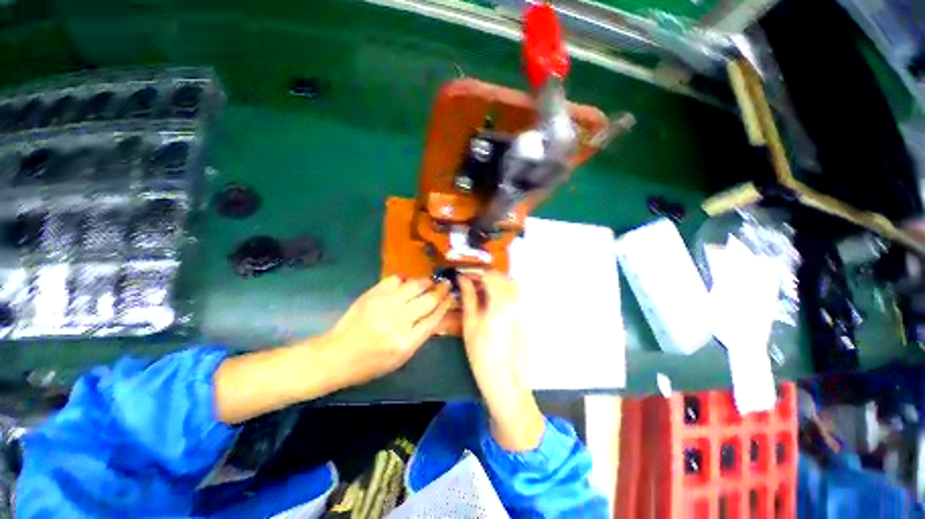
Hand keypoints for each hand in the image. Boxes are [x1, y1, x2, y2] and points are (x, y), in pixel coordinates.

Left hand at [215, 277, 450, 424]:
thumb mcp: (402, 356)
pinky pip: (395, 279)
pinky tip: (405, 285)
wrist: (337, 355)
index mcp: (407, 342)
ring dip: (425, 282)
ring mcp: (384, 305)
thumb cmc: (371, 363)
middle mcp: (398, 321)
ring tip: (429, 282)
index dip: (446, 303)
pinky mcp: (372, 294)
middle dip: (440, 289)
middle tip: (446, 284)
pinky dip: (404, 280)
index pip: (434, 317)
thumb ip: (421, 334)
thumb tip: (438, 312)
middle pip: (428, 298)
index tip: (452, 295)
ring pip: (414, 285)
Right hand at [459, 271, 543, 450]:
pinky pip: (514, 295)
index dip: (475, 272)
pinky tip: (490, 302)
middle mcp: (516, 300)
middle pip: (502, 277)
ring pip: (510, 284)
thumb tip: (463, 279)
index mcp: (501, 301)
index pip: (490, 275)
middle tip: (469, 283)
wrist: (505, 380)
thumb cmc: (482, 353)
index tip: (462, 275)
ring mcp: (522, 308)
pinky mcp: (523, 315)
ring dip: (494, 282)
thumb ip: (468, 297)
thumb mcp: (470, 323)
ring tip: (478, 291)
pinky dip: (502, 291)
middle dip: (485, 276)